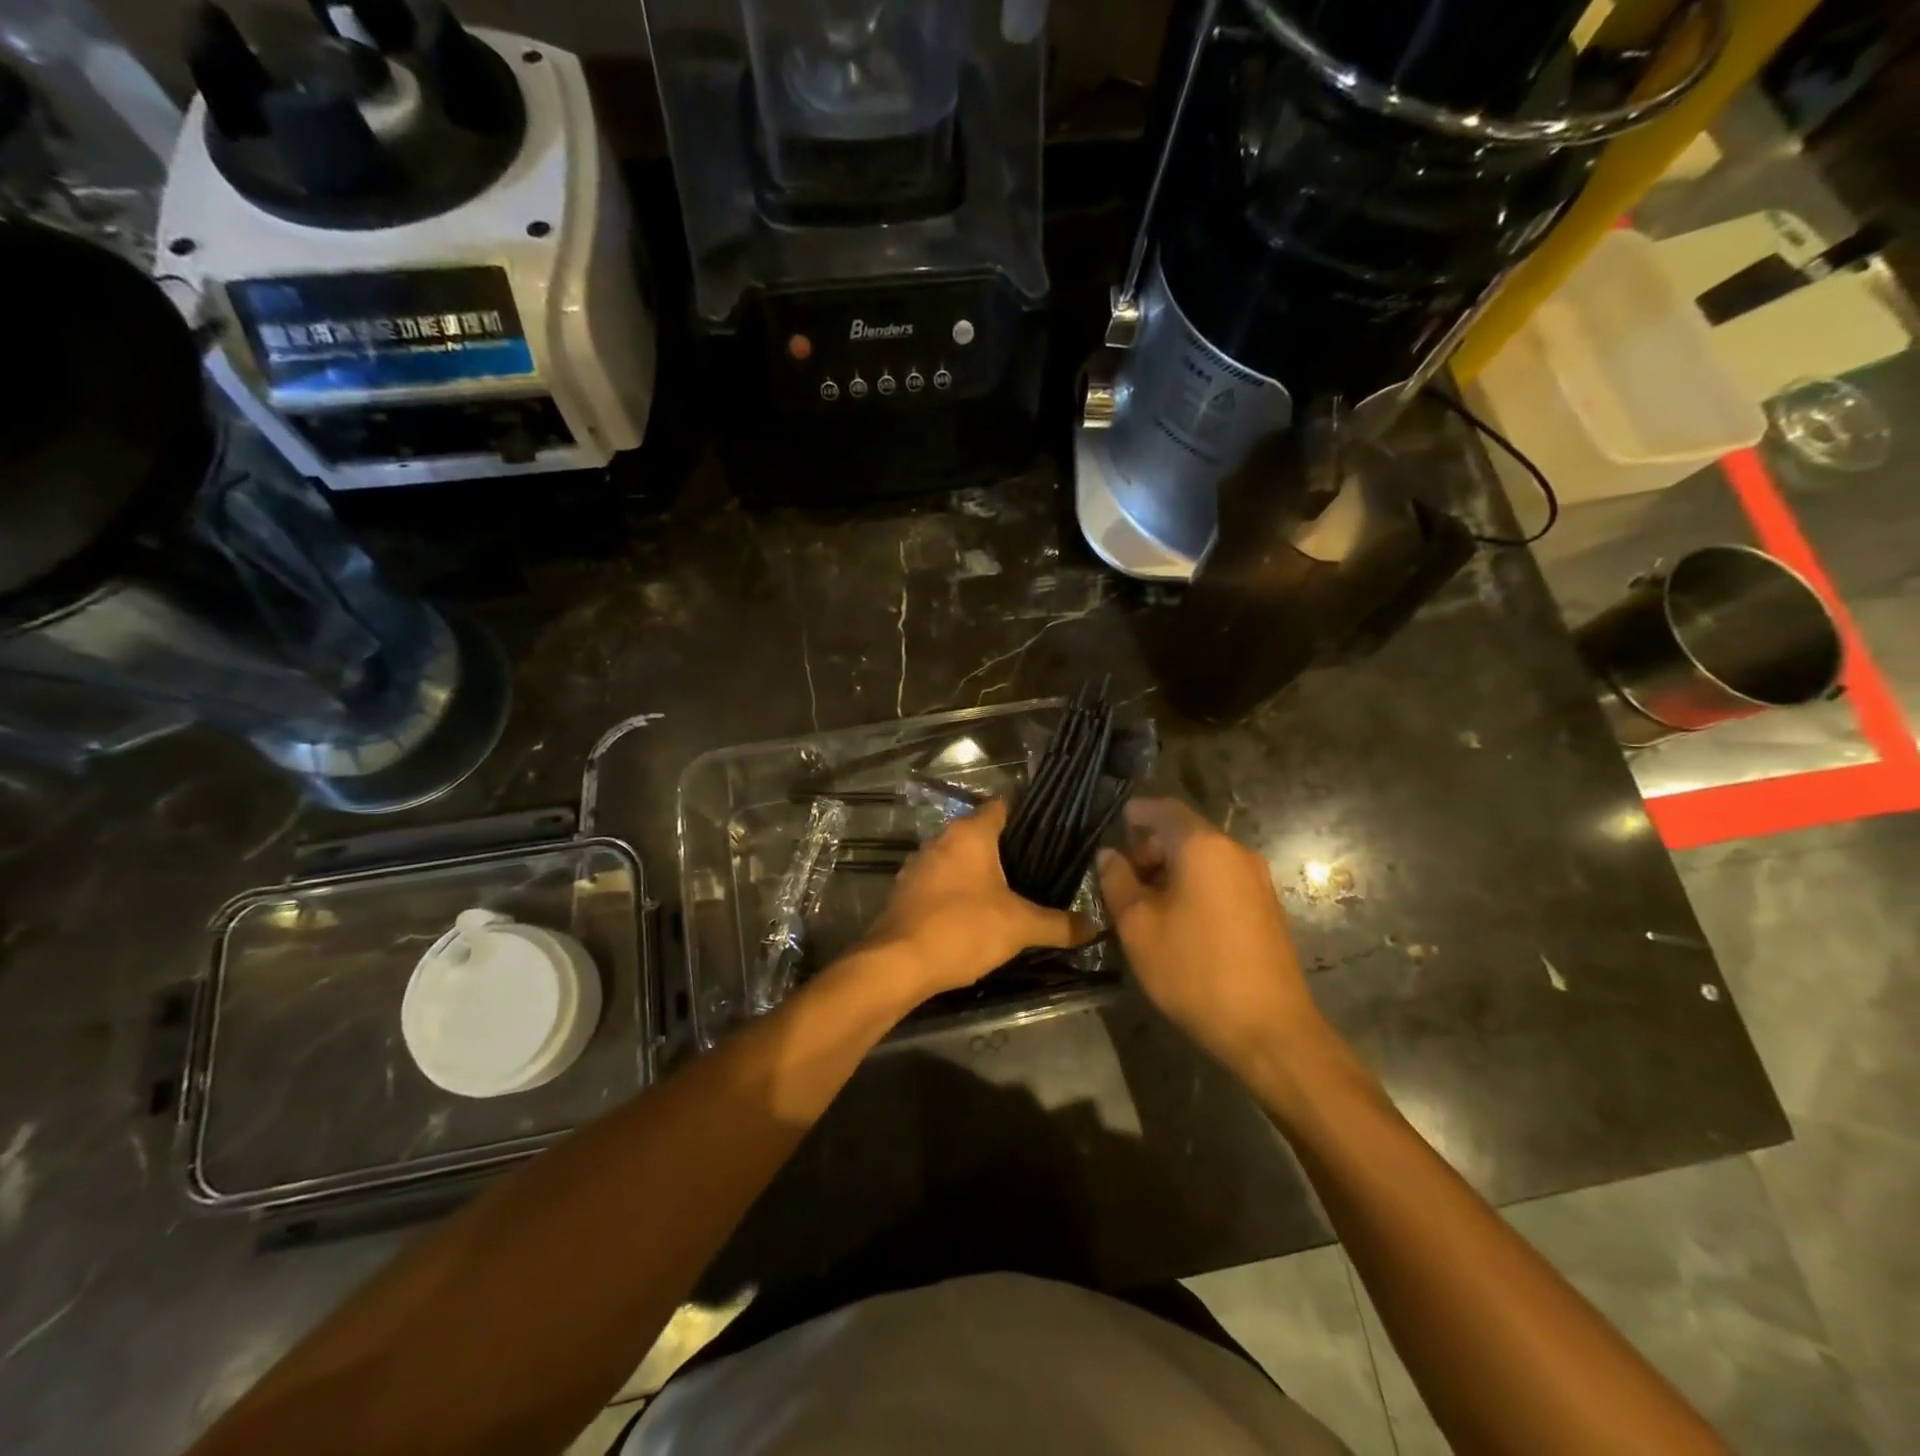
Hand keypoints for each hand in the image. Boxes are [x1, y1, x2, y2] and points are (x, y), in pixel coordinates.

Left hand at [859, 798, 1090, 1003]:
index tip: (1050, 830)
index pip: (1002, 807)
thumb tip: (1094, 925)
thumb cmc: (963, 929)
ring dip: (978, 873)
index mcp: (969, 834)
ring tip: (1009, 894)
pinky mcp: (904, 891)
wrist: (897, 963)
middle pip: (979, 834)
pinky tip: (973, 915)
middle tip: (1037, 870)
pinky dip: (956, 892)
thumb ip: (1059, 924)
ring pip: (956, 859)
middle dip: (1005, 849)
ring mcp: (918, 865)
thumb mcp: (1020, 928)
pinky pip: (939, 882)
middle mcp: (940, 839)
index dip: (1026, 815)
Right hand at [1098, 798, 1324, 1072]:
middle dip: (1151, 847)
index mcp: (1203, 847)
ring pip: (1204, 858)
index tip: (1118, 818)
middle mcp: (1235, 852)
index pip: (1166, 809)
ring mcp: (1256, 880)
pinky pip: (1221, 878)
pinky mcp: (1266, 906)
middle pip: (1186, 833)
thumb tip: (1109, 854)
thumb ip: (1117, 881)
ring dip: (1172, 869)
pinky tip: (1178, 918)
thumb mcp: (1138, 925)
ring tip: (1146, 902)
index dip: (1139, 811)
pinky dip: (1195, 884)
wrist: (1268, 1027)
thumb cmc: (1193, 969)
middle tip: (1124, 876)